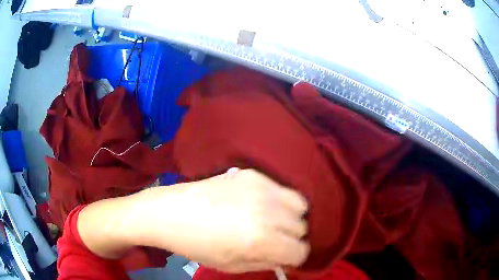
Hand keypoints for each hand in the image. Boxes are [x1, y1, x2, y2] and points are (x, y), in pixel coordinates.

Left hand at [139, 168, 309, 272]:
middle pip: (302, 227)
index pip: (300, 251)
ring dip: (291, 218)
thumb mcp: (233, 265)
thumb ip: (267, 262)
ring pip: (300, 205)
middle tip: (275, 240)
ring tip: (272, 221)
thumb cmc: (198, 246)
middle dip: (292, 238)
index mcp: (260, 240)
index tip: (285, 257)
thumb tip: (286, 257)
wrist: (171, 212)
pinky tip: (260, 205)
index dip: (294, 257)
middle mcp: (267, 212)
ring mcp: (261, 188)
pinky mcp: (253, 174)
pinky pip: (282, 189)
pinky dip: (279, 201)